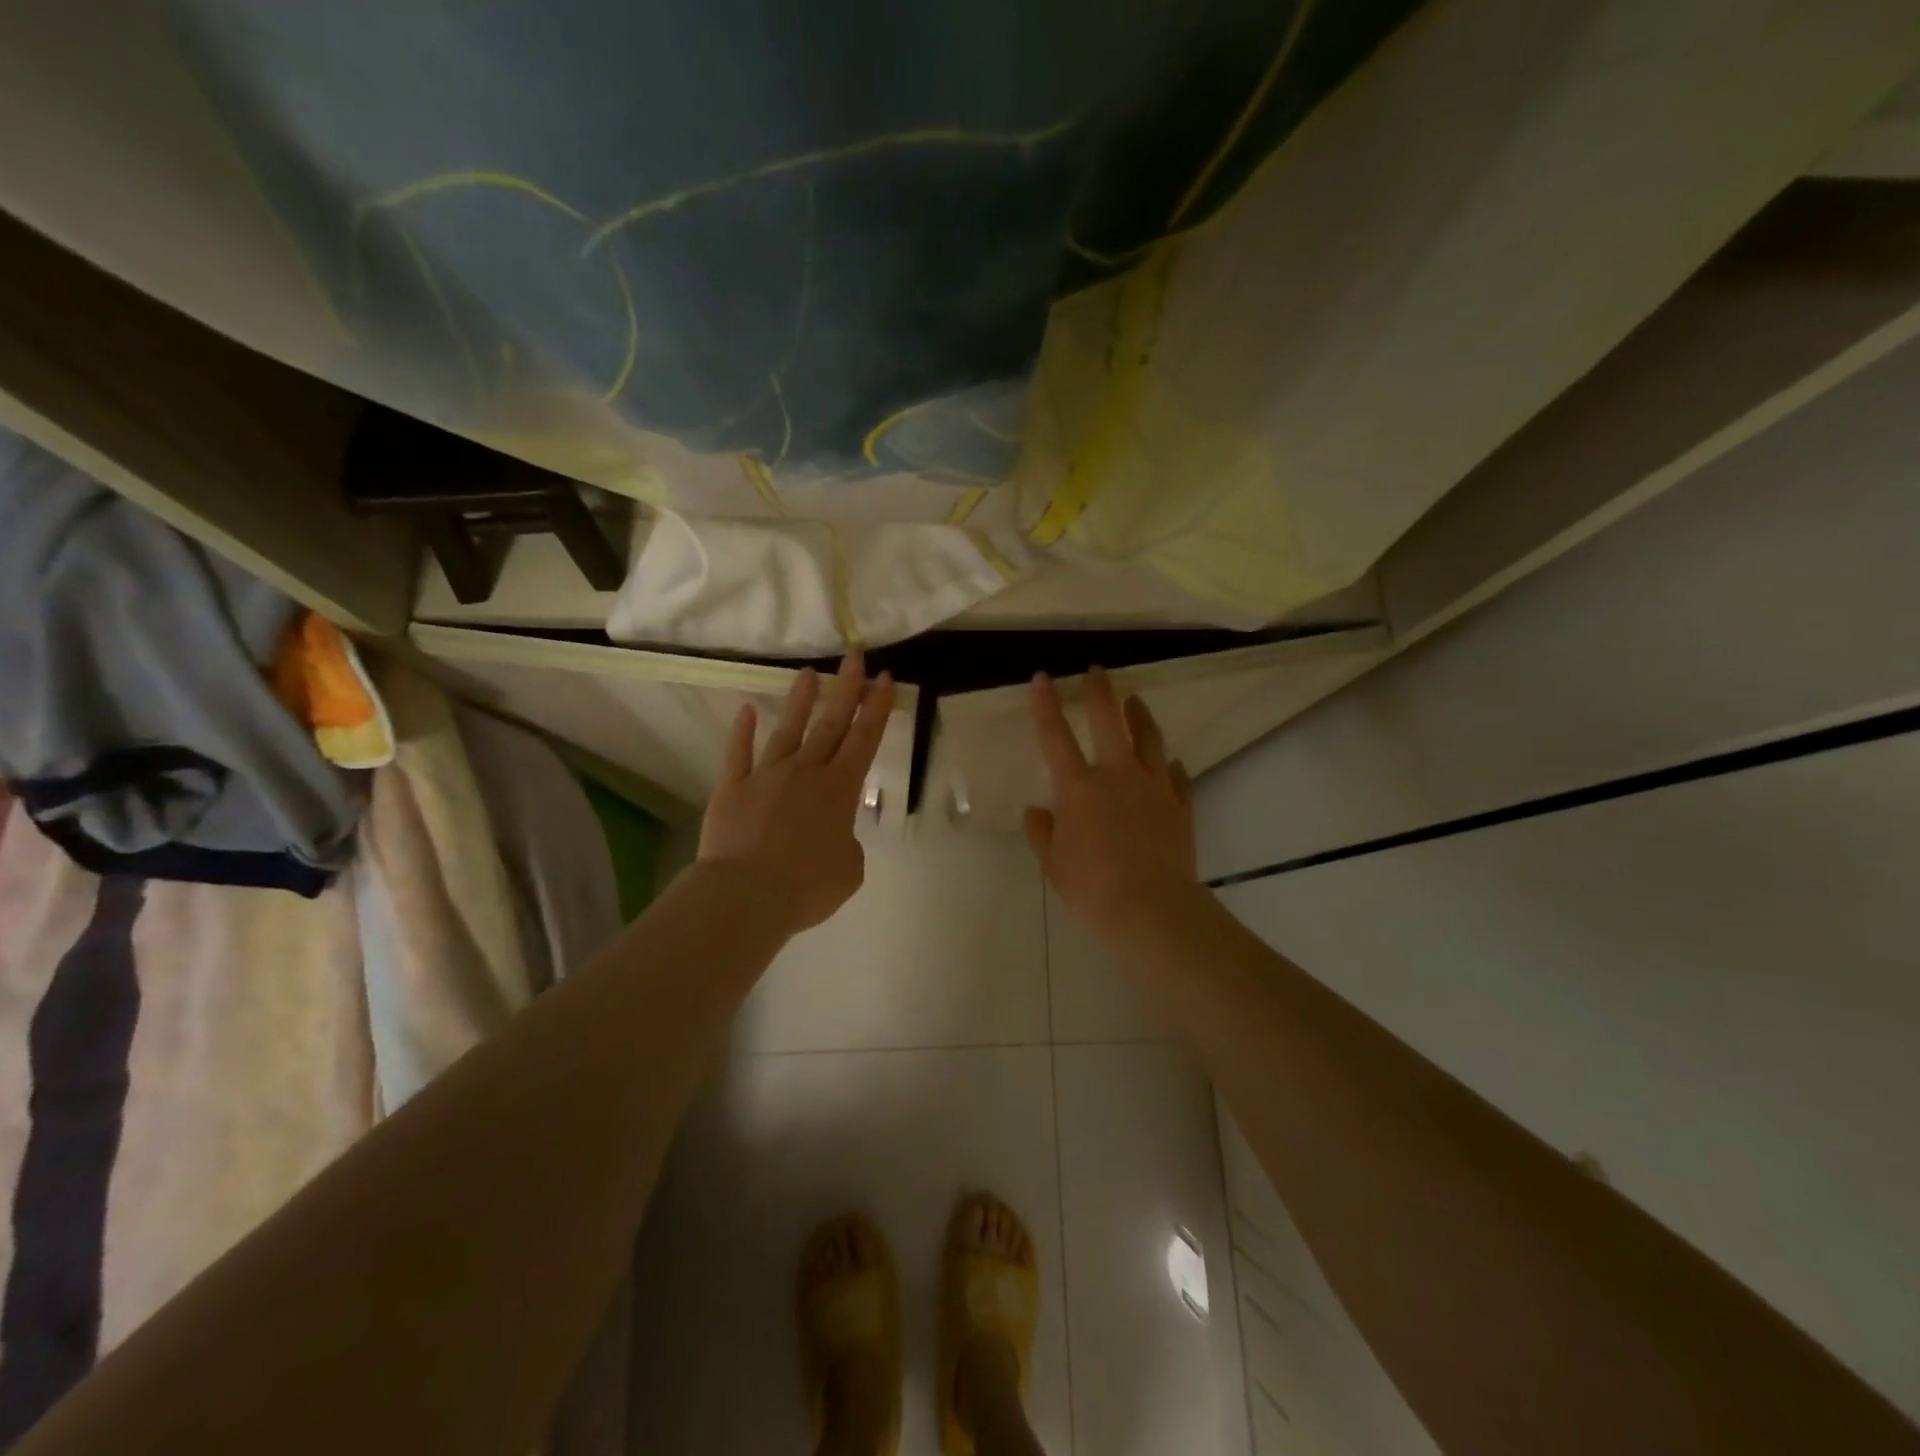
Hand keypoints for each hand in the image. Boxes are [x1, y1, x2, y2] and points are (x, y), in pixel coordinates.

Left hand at [699, 652, 895, 932]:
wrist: (746, 895)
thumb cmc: (806, 887)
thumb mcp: (849, 870)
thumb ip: (847, 844)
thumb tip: (834, 834)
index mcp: (839, 790)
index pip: (864, 739)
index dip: (877, 707)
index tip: (885, 677)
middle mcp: (806, 772)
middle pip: (831, 723)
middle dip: (847, 688)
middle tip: (855, 655)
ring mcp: (767, 776)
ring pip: (788, 730)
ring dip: (801, 701)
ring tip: (809, 673)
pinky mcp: (733, 788)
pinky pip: (739, 754)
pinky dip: (742, 732)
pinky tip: (747, 711)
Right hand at [1025, 668, 1198, 941]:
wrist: (1152, 909)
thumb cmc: (1092, 888)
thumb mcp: (1054, 864)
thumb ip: (1042, 833)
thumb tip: (1037, 812)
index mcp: (1078, 787)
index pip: (1056, 735)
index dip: (1046, 704)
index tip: (1043, 677)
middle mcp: (1117, 775)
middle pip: (1108, 720)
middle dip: (1101, 691)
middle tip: (1098, 670)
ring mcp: (1153, 787)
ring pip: (1149, 738)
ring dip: (1140, 716)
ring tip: (1136, 701)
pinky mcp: (1180, 805)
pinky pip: (1177, 776)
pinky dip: (1171, 765)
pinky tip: (1171, 762)